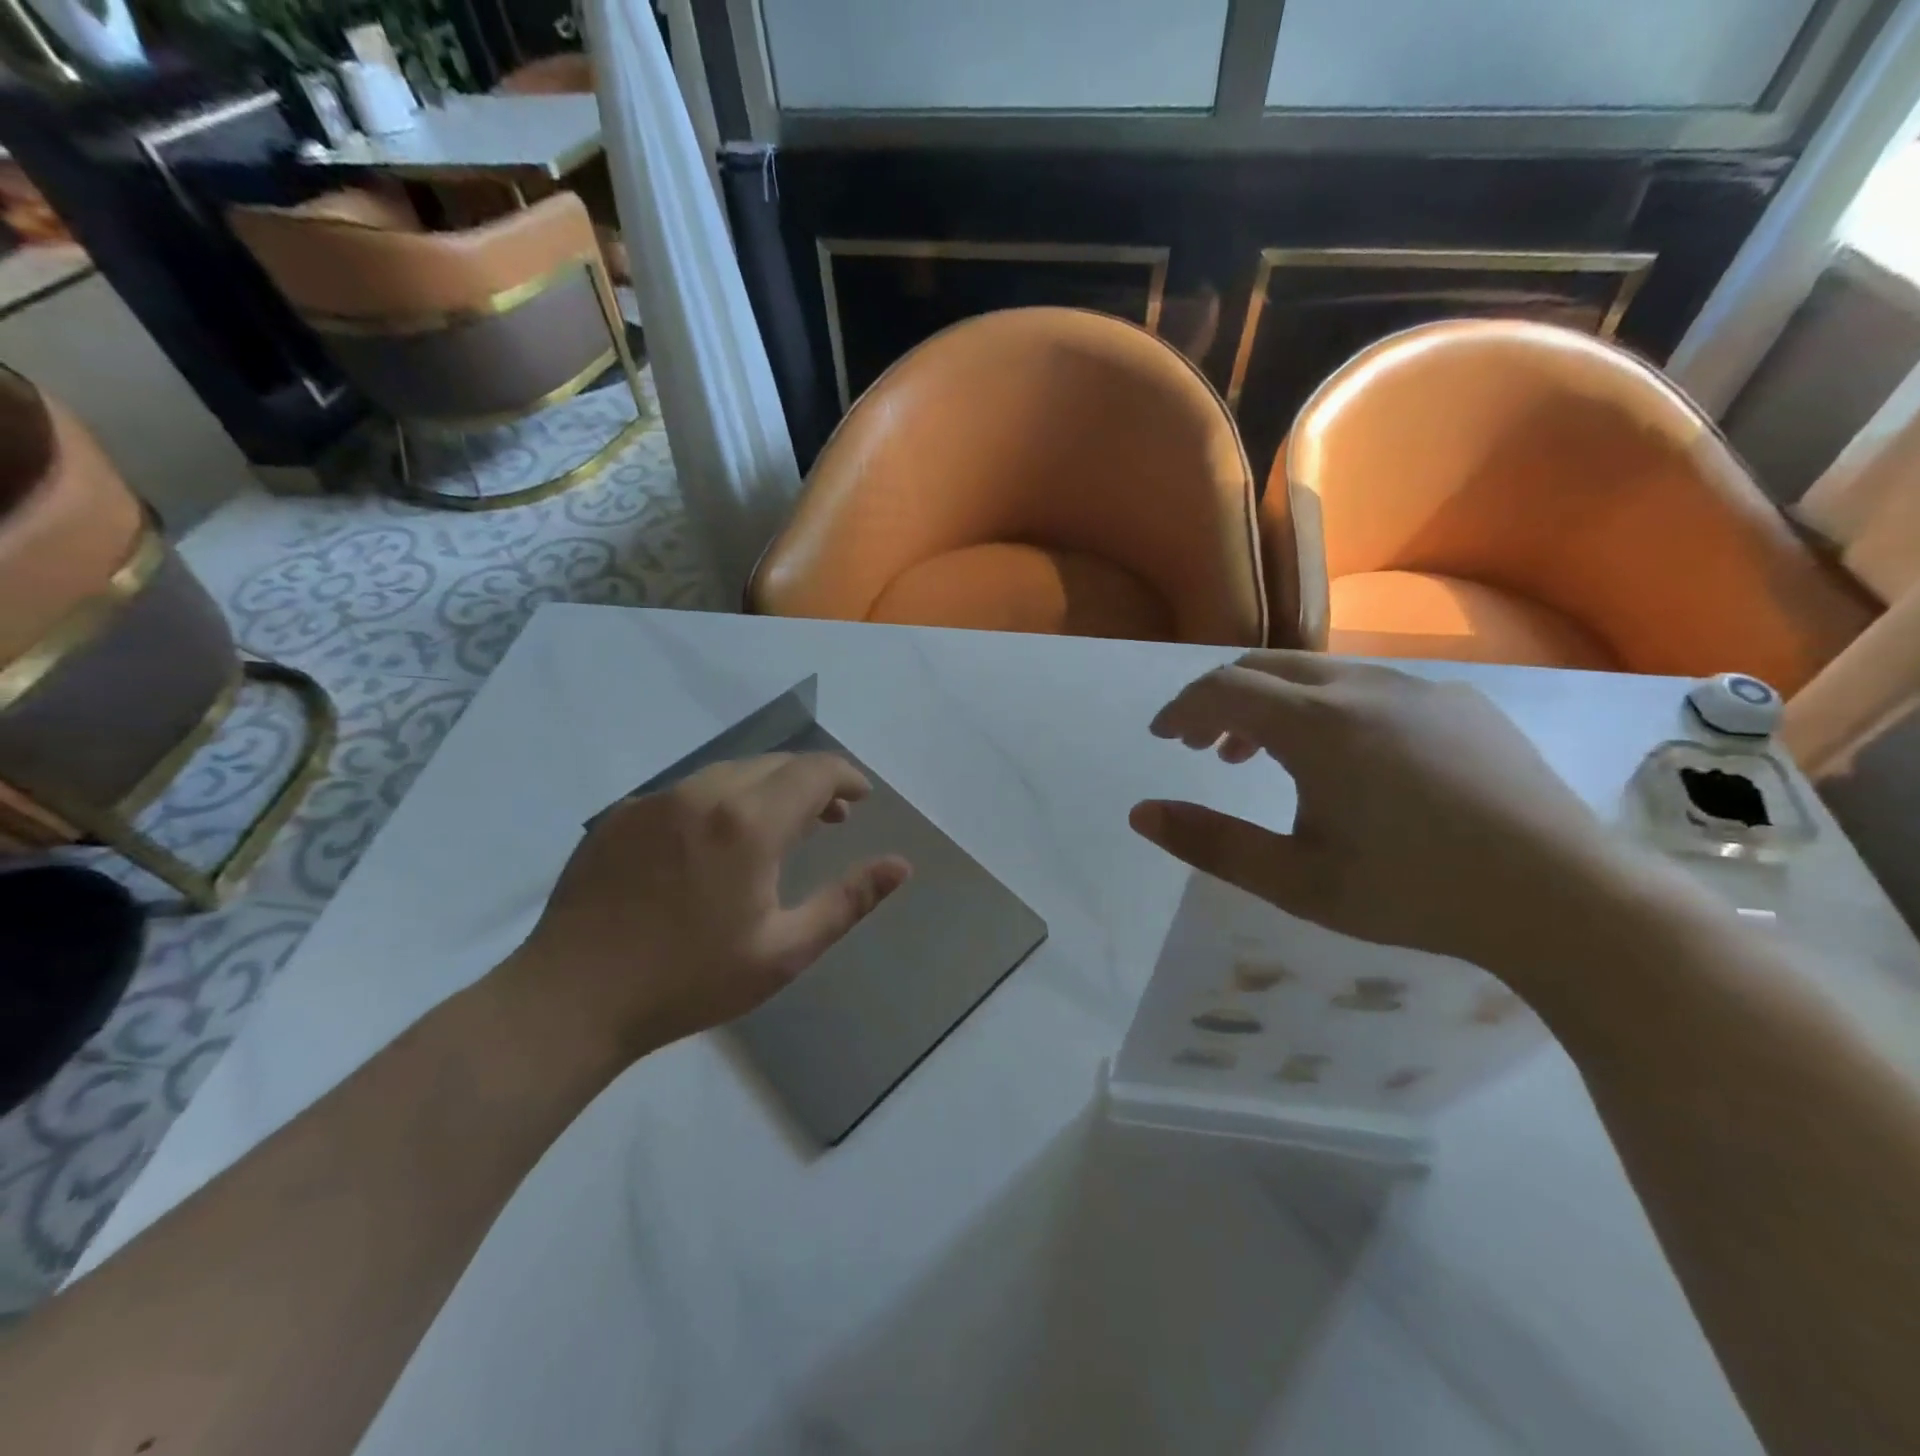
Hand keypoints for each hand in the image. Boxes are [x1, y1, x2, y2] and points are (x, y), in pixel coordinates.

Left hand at [503, 753, 910, 1058]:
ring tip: (778, 828)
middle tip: (831, 819)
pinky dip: (720, 801)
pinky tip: (714, 845)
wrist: (571, 999)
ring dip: (767, 788)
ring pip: (730, 772)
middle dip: (812, 783)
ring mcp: (656, 799)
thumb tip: (900, 865)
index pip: (814, 770)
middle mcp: (703, 793)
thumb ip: (848, 901)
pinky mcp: (621, 814)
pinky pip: (687, 791)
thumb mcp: (784, 951)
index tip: (862, 800)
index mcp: (748, 823)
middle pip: (775, 764)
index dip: (846, 778)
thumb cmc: (690, 980)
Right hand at [1131, 652, 1632, 978]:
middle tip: (1202, 745)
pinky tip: (1346, 760)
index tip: (1162, 738)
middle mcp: (1364, 687)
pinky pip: (1371, 687)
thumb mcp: (1295, 881)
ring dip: (1274, 704)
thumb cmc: (1415, 893)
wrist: (1567, 899)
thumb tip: (1140, 813)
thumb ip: (1211, 843)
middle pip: (1266, 667)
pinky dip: (1328, 708)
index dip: (1182, 709)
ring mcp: (1419, 688)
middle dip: (1221, 699)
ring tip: (1262, 756)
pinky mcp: (1461, 702)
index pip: (1223, 690)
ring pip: (1319, 674)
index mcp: (1318, 725)